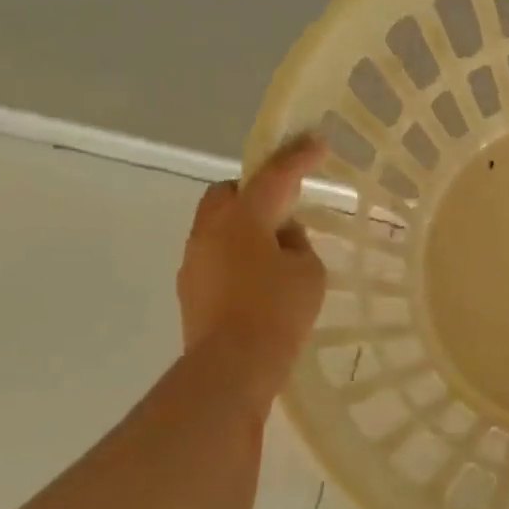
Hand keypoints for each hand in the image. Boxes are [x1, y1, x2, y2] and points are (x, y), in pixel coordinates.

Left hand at [177, 133, 327, 415]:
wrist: (232, 368)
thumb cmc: (277, 312)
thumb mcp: (308, 272)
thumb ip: (297, 244)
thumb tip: (281, 239)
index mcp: (242, 219)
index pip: (273, 177)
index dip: (297, 157)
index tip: (316, 140)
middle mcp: (210, 232)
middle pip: (227, 193)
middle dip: (254, 191)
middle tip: (283, 206)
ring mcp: (194, 261)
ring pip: (218, 226)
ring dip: (245, 227)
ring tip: (276, 250)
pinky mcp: (191, 290)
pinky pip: (216, 256)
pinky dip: (237, 256)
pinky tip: (259, 280)